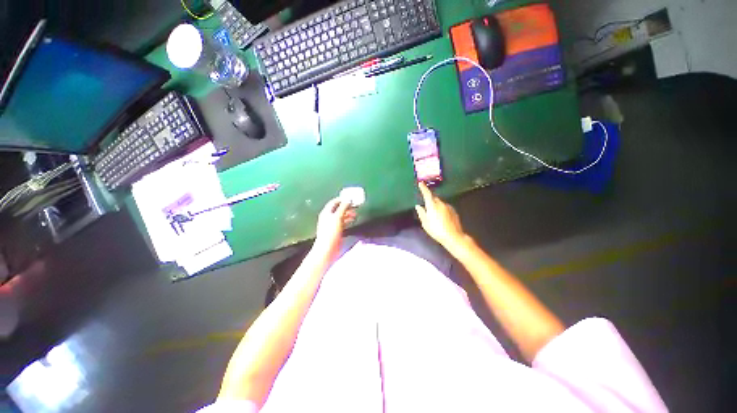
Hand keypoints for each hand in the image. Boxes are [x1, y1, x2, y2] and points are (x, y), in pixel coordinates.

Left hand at [315, 197, 356, 254]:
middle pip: (338, 208)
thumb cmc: (331, 232)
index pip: (334, 202)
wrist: (327, 249)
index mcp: (326, 212)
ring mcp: (332, 224)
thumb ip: (343, 207)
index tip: (351, 199)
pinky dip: (348, 220)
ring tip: (356, 214)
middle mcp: (328, 217)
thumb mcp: (337, 217)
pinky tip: (353, 220)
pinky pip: (343, 222)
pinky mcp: (336, 231)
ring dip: (348, 213)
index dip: (342, 199)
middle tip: (355, 206)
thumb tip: (348, 199)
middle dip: (347, 206)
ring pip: (341, 215)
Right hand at [415, 182, 466, 248]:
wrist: (453, 236)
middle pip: (434, 198)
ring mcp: (448, 207)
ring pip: (440, 203)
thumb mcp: (425, 223)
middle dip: (430, 199)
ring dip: (436, 205)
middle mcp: (441, 203)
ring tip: (434, 215)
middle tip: (427, 206)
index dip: (423, 188)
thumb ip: (421, 213)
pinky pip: (445, 207)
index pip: (427, 194)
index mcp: (432, 205)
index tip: (421, 183)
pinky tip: (441, 217)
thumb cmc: (436, 230)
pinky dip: (442, 209)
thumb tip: (418, 206)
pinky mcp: (453, 211)